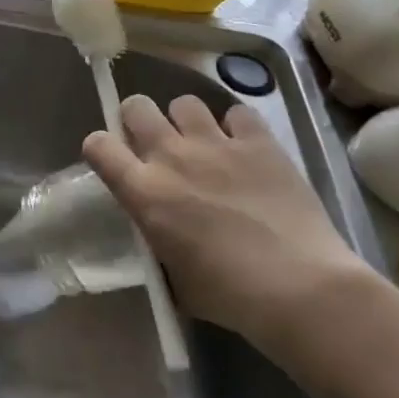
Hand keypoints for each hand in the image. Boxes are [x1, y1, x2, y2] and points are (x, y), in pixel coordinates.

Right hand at [83, 94, 377, 342]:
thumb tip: (158, 229)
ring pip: (184, 102)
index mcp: (144, 192)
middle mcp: (171, 156)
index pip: (98, 145)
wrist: (300, 288)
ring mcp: (216, 144)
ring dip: (186, 121)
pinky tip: (245, 147)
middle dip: (138, 120)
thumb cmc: (229, 295)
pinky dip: (236, 126)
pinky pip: (237, 112)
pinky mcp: (259, 142)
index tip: (114, 162)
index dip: (102, 148)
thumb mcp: (172, 274)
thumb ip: (156, 238)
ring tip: (202, 143)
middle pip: (136, 106)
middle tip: (155, 144)